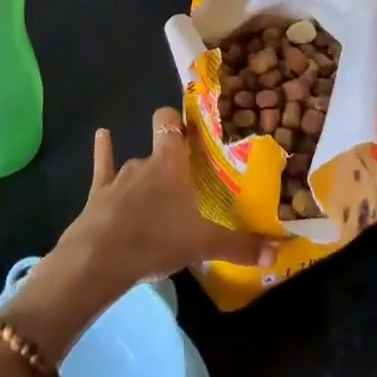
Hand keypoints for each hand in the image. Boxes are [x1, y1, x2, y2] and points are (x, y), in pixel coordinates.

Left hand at [47, 108, 278, 301]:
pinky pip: (103, 165)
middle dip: (168, 149)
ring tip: (155, 190)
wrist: (101, 256)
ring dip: (144, 173)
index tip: (191, 125)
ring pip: (135, 164)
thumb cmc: (157, 239)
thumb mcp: (204, 245)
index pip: (173, 123)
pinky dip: (104, 150)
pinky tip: (102, 134)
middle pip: (158, 143)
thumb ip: (241, 246)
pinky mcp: (99, 192)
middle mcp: (145, 160)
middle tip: (182, 165)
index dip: (180, 120)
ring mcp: (119, 175)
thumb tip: (278, 251)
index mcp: (171, 162)